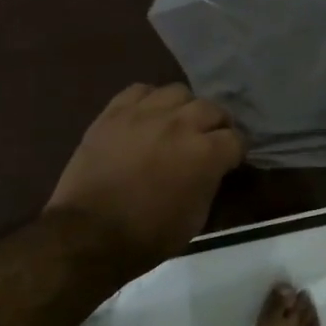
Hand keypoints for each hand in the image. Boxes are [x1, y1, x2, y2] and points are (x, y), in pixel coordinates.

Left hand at [47, 83, 245, 273]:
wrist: (89, 233)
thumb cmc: (148, 236)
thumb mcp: (196, 218)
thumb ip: (210, 183)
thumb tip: (213, 170)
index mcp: (206, 153)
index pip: (236, 139)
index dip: (236, 151)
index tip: (231, 161)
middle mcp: (180, 124)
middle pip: (211, 108)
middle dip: (216, 124)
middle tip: (208, 140)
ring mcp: (145, 113)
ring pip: (178, 92)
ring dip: (184, 108)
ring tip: (177, 123)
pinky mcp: (114, 112)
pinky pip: (140, 90)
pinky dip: (149, 100)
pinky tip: (147, 116)